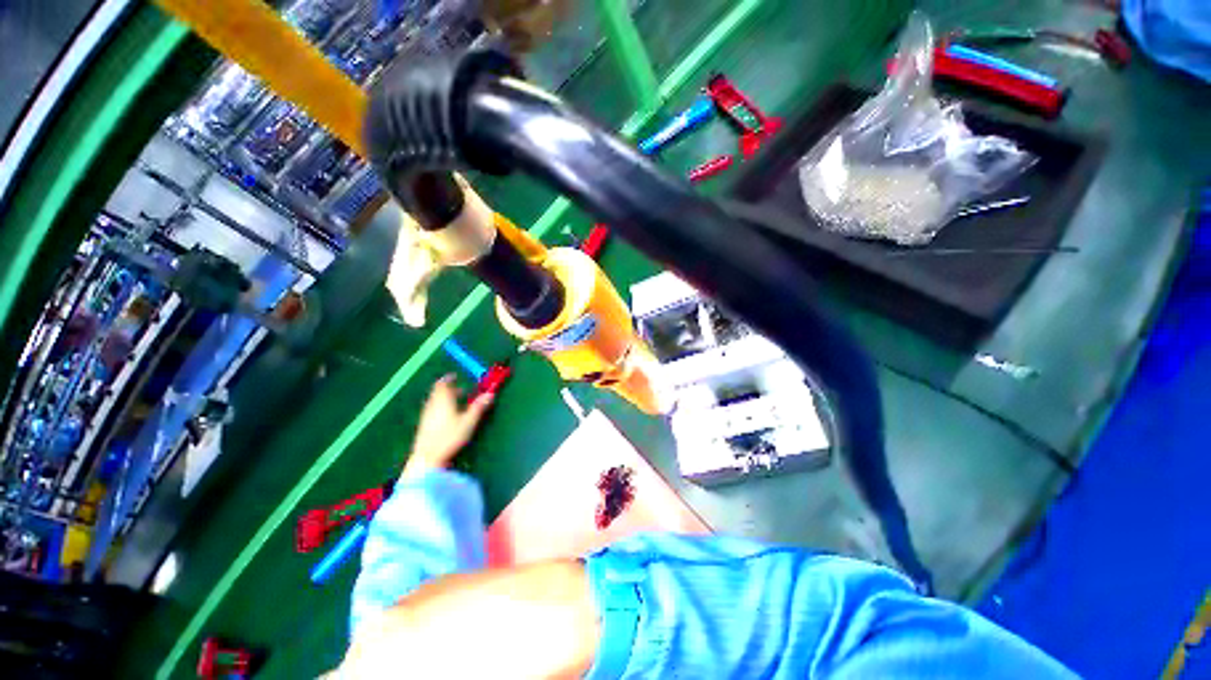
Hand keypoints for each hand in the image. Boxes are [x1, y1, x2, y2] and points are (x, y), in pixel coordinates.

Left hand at [402, 376, 493, 479]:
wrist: (427, 458)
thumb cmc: (450, 437)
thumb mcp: (469, 422)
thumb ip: (479, 407)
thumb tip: (491, 394)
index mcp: (443, 400)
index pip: (443, 384)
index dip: (449, 379)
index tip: (455, 376)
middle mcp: (433, 405)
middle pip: (438, 392)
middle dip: (449, 389)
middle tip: (461, 391)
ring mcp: (426, 415)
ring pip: (435, 401)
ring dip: (445, 399)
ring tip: (456, 404)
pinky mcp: (424, 425)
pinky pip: (432, 410)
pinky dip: (440, 408)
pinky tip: (447, 417)